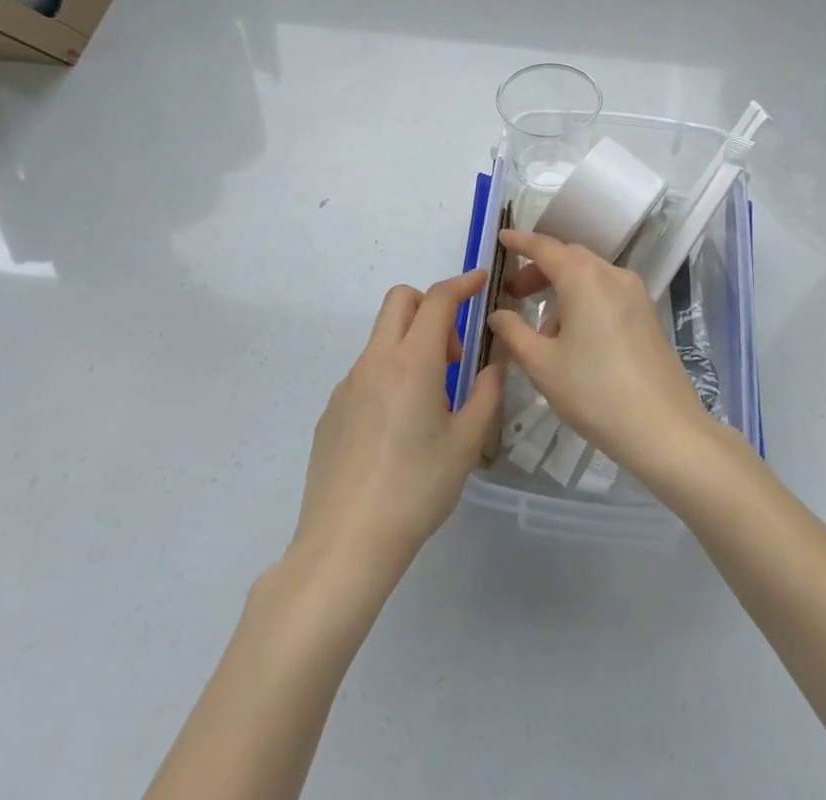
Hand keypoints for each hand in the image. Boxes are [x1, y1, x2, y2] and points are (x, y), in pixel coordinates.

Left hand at [292, 272, 504, 585]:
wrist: (345, 544)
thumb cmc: (416, 490)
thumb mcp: (466, 444)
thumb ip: (486, 395)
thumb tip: (494, 367)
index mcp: (413, 362)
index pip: (438, 299)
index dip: (462, 283)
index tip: (480, 281)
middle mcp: (376, 361)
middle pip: (400, 301)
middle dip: (431, 306)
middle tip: (453, 352)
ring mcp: (348, 385)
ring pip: (382, 338)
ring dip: (411, 345)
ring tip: (430, 401)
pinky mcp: (332, 411)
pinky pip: (366, 373)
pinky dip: (389, 376)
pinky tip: (398, 429)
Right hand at [485, 229, 708, 480]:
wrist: (664, 428)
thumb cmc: (595, 392)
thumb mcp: (543, 365)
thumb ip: (514, 333)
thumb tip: (499, 314)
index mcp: (584, 278)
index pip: (546, 247)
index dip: (521, 241)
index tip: (501, 238)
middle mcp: (612, 275)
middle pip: (570, 258)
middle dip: (540, 269)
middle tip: (514, 293)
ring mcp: (635, 294)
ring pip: (590, 276)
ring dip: (562, 288)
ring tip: (542, 331)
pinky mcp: (647, 314)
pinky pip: (607, 292)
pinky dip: (584, 300)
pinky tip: (574, 339)